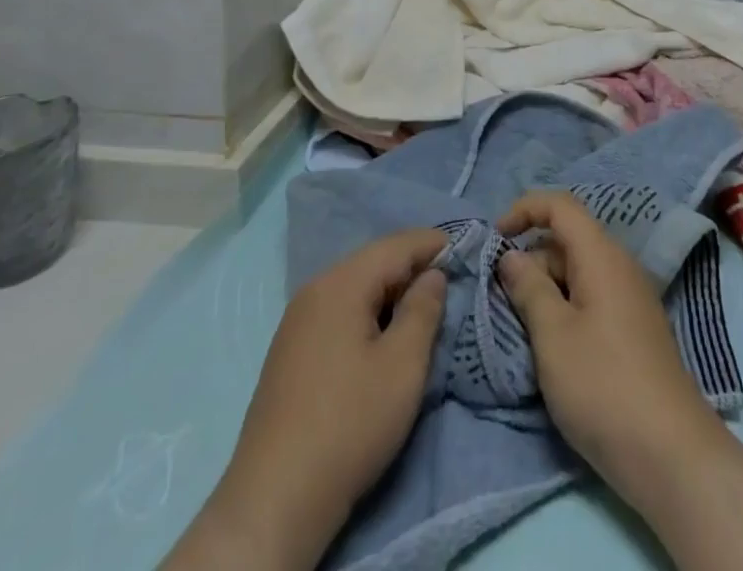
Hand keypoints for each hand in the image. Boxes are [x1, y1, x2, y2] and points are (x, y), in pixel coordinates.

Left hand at [167, 229, 447, 570]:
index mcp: (341, 283)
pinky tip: (382, 335)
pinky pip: (338, 311)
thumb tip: (433, 275)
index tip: (467, 250)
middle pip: (373, 261)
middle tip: (450, 281)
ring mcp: (297, 320)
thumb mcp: (403, 367)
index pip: (396, 245)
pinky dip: (367, 311)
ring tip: (422, 307)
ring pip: (355, 287)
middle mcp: (315, 289)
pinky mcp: (290, 350)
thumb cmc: (350, 424)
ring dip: (390, 291)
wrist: (275, 498)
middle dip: (413, 266)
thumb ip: (424, 310)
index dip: (433, 244)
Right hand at [494, 192, 721, 492]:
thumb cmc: (603, 385)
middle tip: (503, 300)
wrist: (670, 456)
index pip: (561, 205)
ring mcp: (630, 299)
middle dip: (531, 260)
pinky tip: (551, 347)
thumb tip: (512, 255)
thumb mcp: (553, 335)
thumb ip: (529, 288)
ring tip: (522, 329)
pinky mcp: (633, 330)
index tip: (495, 238)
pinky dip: (564, 309)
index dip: (525, 209)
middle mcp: (619, 266)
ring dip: (545, 290)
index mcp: (601, 255)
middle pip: (567, 241)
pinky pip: (591, 299)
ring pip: (577, 273)